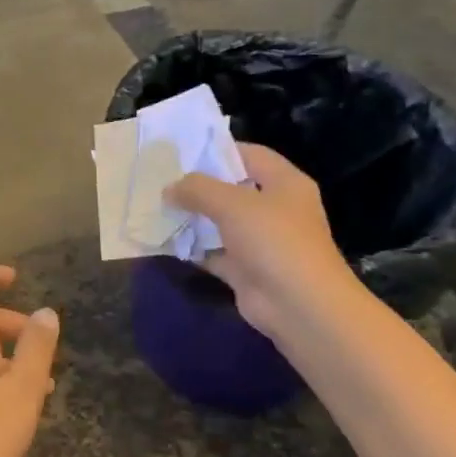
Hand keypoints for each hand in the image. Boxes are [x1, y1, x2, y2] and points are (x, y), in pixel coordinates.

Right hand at [166, 143, 355, 344]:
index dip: (218, 150)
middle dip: (198, 186)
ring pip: (220, 222)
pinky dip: (194, 248)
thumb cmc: (273, 241)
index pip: (249, 155)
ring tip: (156, 207)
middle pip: (232, 188)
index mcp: (284, 183)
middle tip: (162, 180)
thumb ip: (197, 189)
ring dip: (192, 218)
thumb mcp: (232, 203)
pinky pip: (215, 252)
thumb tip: (169, 188)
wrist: (299, 306)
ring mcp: (261, 241)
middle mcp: (275, 208)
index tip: (182, 151)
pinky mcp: (247, 269)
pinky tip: (165, 241)